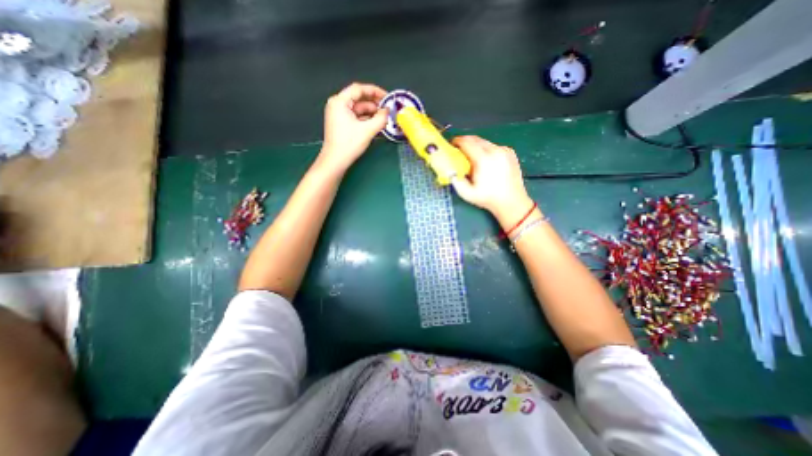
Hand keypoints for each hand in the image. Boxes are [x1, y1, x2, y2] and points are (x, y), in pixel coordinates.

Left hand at [319, 82, 388, 172]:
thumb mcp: (367, 130)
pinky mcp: (341, 123)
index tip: (387, 97)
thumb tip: (388, 111)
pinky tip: (376, 124)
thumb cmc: (348, 144)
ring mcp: (338, 114)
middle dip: (374, 104)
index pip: (359, 89)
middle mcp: (337, 105)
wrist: (335, 161)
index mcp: (339, 101)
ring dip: (371, 113)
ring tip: (384, 119)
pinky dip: (366, 119)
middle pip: (359, 99)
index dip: (375, 91)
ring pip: (358, 109)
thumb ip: (380, 119)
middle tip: (387, 110)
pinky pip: (356, 117)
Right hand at [447, 136, 537, 225]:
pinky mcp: (510, 152)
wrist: (512, 201)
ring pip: (485, 141)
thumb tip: (449, 169)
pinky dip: (486, 150)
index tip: (451, 145)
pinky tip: (485, 161)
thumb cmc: (488, 198)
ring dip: (475, 145)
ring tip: (471, 157)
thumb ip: (455, 180)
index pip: (467, 142)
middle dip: (465, 142)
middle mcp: (495, 151)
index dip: (457, 141)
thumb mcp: (467, 193)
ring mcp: (504, 150)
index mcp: (483, 159)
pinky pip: (494, 146)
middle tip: (458, 150)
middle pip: (475, 139)